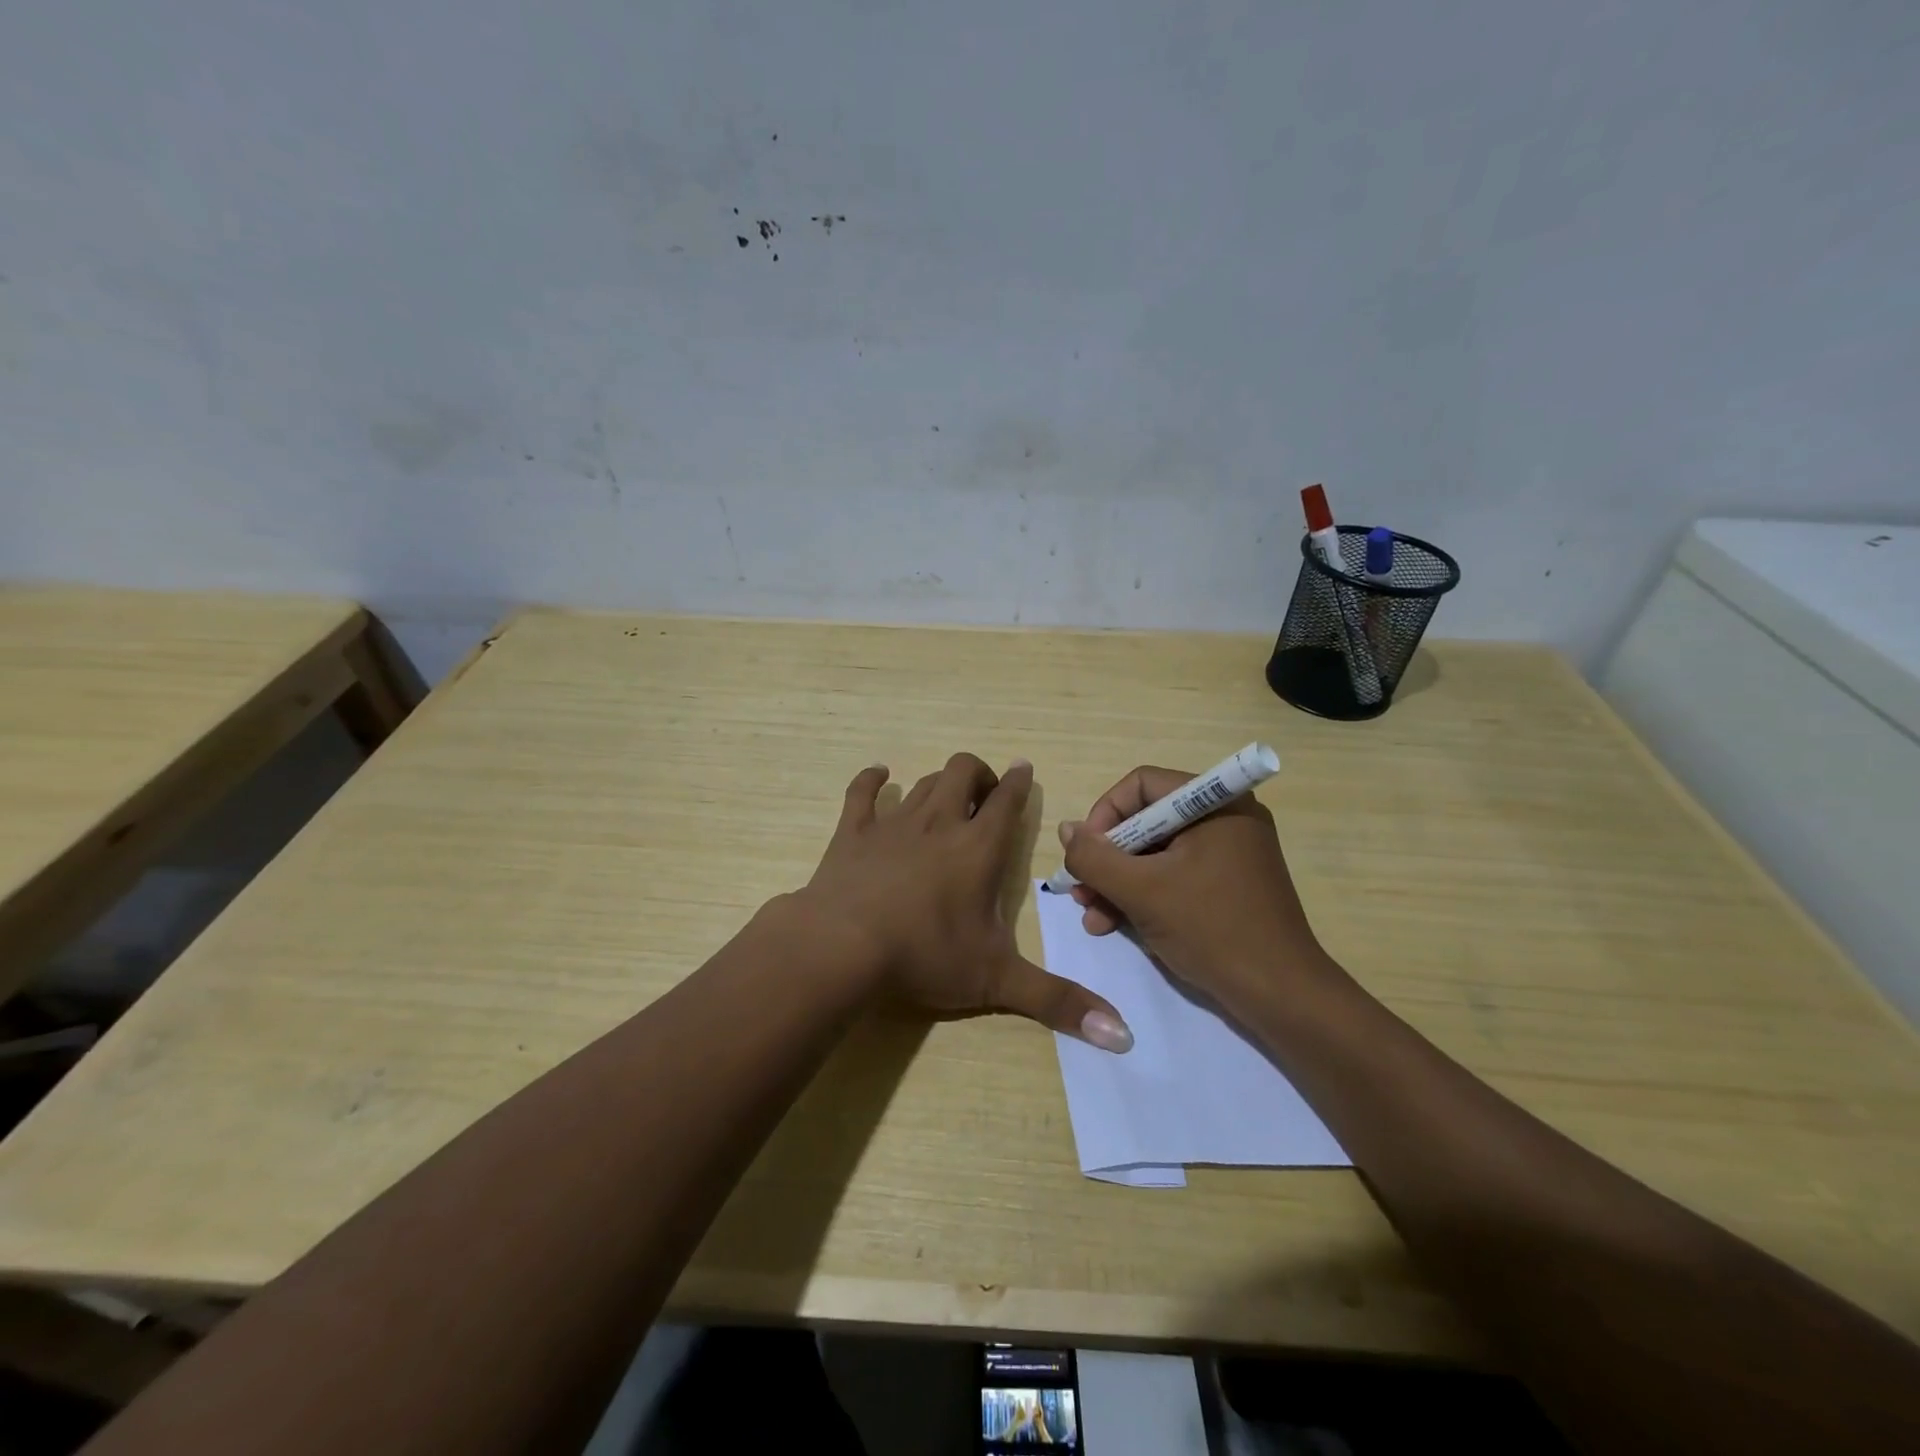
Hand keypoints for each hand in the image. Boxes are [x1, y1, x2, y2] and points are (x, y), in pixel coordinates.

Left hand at [796, 753, 1133, 1051]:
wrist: (842, 947)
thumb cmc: (925, 956)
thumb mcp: (997, 981)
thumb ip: (1058, 1002)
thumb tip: (1123, 1035)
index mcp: (979, 848)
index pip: (1007, 800)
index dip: (1019, 782)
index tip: (1024, 769)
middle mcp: (940, 822)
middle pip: (963, 772)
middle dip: (980, 775)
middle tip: (985, 798)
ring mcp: (894, 822)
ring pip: (923, 781)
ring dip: (939, 783)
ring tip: (946, 799)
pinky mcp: (854, 831)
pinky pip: (862, 792)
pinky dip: (872, 780)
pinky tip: (880, 776)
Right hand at [1058, 765, 1330, 1010]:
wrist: (1280, 996)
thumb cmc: (1212, 930)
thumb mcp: (1142, 891)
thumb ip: (1095, 857)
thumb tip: (1066, 829)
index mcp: (1215, 803)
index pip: (1141, 785)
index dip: (1104, 815)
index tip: (1084, 855)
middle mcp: (1224, 818)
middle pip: (1146, 821)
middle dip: (1107, 858)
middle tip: (1080, 891)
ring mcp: (1228, 853)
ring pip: (1155, 853)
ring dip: (1119, 882)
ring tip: (1092, 917)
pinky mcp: (1228, 884)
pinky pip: (1174, 875)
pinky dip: (1144, 895)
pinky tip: (1114, 925)